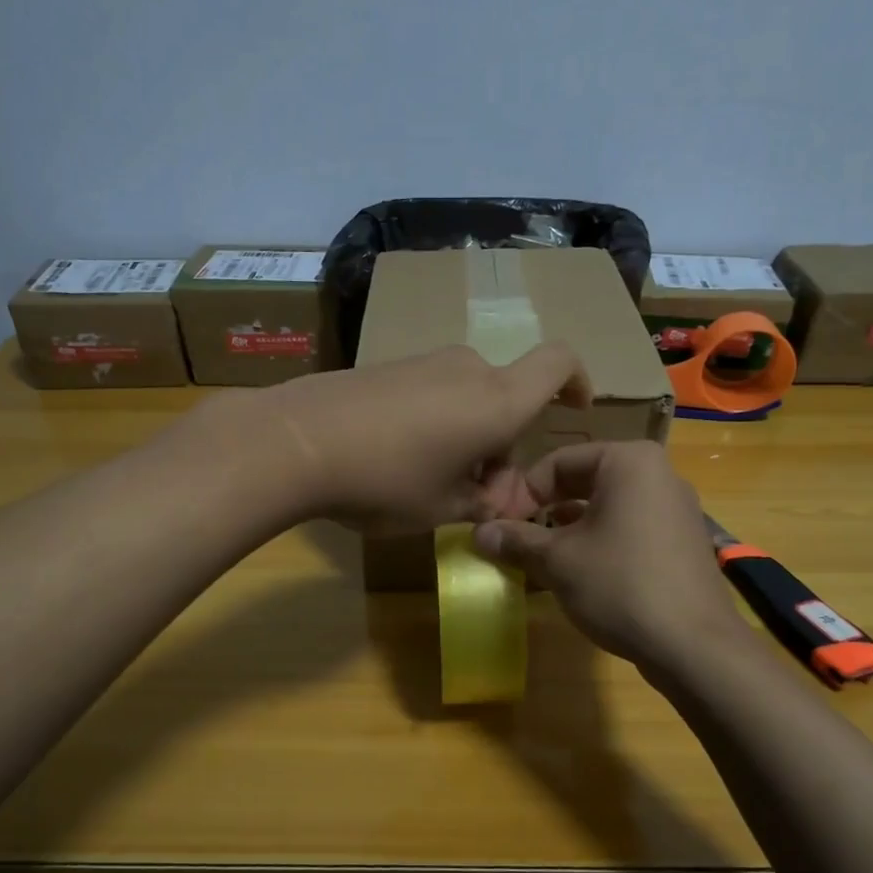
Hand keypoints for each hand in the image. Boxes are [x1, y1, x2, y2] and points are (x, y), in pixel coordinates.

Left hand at [257, 343, 589, 534]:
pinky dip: (436, 425)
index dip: (576, 381)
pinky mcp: (388, 368)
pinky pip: (433, 394)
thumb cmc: (385, 480)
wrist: (296, 441)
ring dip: (468, 439)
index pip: (558, 363)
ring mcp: (424, 364)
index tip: (573, 410)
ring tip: (433, 487)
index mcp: (498, 401)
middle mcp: (468, 371)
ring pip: (468, 399)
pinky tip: (399, 462)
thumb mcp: (442, 509)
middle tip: (476, 498)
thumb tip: (497, 500)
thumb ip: (482, 504)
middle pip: (506, 400)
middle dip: (502, 447)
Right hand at [473, 441, 742, 665]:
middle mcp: (658, 473)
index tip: (499, 525)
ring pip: (606, 507)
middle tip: (516, 539)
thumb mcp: (558, 560)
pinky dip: (599, 542)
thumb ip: (516, 540)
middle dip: (545, 510)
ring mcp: (675, 507)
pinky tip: (578, 573)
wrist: (693, 645)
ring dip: (568, 529)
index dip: (521, 493)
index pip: (558, 462)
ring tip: (540, 558)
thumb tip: (478, 533)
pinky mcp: (682, 540)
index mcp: (628, 461)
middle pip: (584, 481)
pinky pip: (629, 528)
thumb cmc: (619, 585)